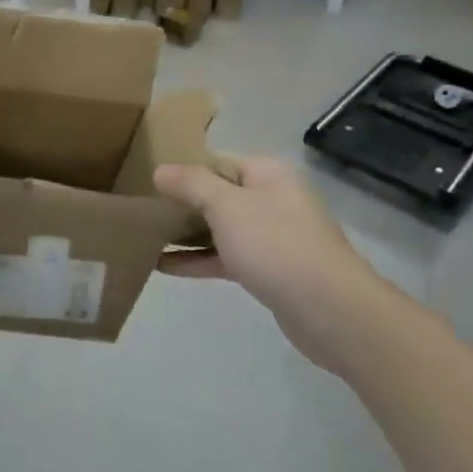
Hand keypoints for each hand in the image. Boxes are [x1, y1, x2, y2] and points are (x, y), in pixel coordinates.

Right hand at [154, 155, 392, 374]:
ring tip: (144, 236)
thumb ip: (191, 184)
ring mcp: (273, 236)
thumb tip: (161, 170)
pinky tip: (163, 266)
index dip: (183, 168)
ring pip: (220, 227)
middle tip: (141, 208)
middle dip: (181, 202)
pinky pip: (226, 257)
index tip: (148, 179)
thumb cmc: (276, 244)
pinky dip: (199, 259)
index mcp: (267, 173)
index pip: (217, 160)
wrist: (331, 311)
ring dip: (186, 233)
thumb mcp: (226, 205)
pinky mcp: (270, 270)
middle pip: (218, 194)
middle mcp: (272, 199)